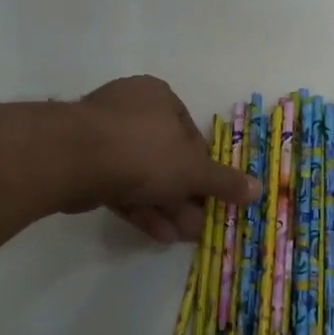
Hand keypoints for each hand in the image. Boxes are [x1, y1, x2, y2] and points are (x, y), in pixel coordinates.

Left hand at [71, 77, 258, 243]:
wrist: (75, 158)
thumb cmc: (145, 151)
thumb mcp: (193, 169)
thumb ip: (224, 182)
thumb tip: (258, 189)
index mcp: (159, 98)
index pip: (190, 135)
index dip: (204, 169)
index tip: (213, 196)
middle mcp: (131, 110)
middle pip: (166, 158)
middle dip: (185, 196)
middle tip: (199, 225)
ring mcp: (103, 137)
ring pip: (143, 176)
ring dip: (165, 207)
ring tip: (184, 237)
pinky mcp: (84, 164)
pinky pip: (120, 186)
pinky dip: (140, 208)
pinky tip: (159, 234)